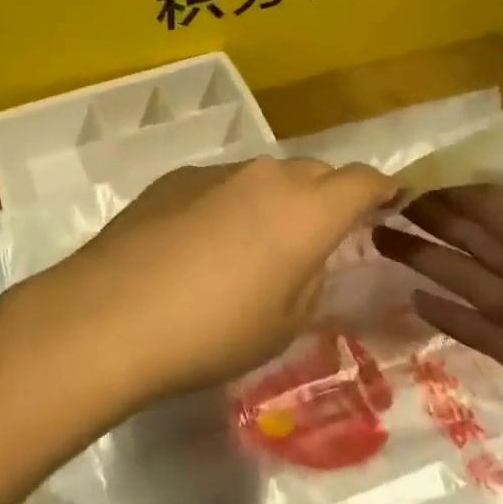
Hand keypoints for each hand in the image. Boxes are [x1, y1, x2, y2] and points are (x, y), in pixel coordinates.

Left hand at [40, 158, 397, 402]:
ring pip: (265, 177)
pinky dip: (231, 204)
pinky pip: (222, 184)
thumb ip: (312, 279)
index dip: (383, 189)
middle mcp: (266, 175)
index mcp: (306, 210)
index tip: (391, 202)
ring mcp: (216, 171)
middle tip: (321, 236)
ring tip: (256, 246)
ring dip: (275, 201)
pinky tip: (203, 245)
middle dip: (328, 197)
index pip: (363, 180)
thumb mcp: (284, 324)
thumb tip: (309, 255)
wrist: (111, 315)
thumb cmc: (212, 332)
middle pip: (314, 173)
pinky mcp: (175, 177)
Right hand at [372, 140, 502, 503]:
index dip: (460, 195)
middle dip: (439, 226)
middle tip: (380, 212)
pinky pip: (493, 332)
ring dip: (437, 266)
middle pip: (491, 246)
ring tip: (384, 248)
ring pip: (484, 286)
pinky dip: (459, 316)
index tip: (408, 183)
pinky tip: (419, 304)